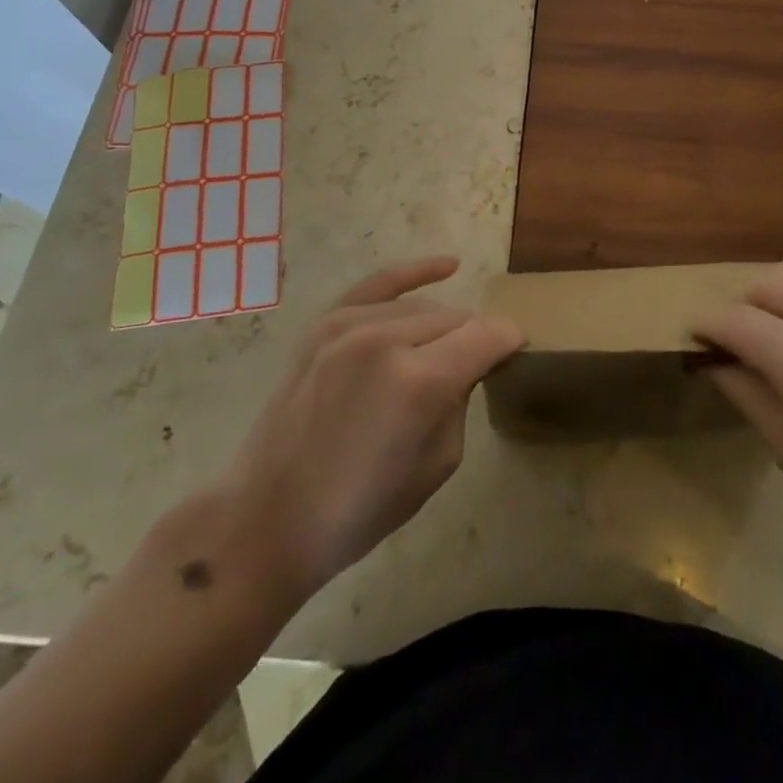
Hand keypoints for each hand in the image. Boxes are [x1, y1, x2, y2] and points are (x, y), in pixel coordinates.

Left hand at [213, 257, 522, 606]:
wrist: (266, 517)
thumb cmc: (359, 509)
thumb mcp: (437, 465)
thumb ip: (461, 399)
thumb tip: (468, 363)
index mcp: (420, 382)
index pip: (490, 335)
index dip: (510, 344)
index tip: (516, 357)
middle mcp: (387, 340)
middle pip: (458, 319)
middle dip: (472, 342)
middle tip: (470, 375)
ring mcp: (350, 325)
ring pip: (424, 307)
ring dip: (441, 329)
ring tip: (437, 358)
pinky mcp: (325, 323)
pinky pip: (380, 283)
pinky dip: (415, 272)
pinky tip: (447, 265)